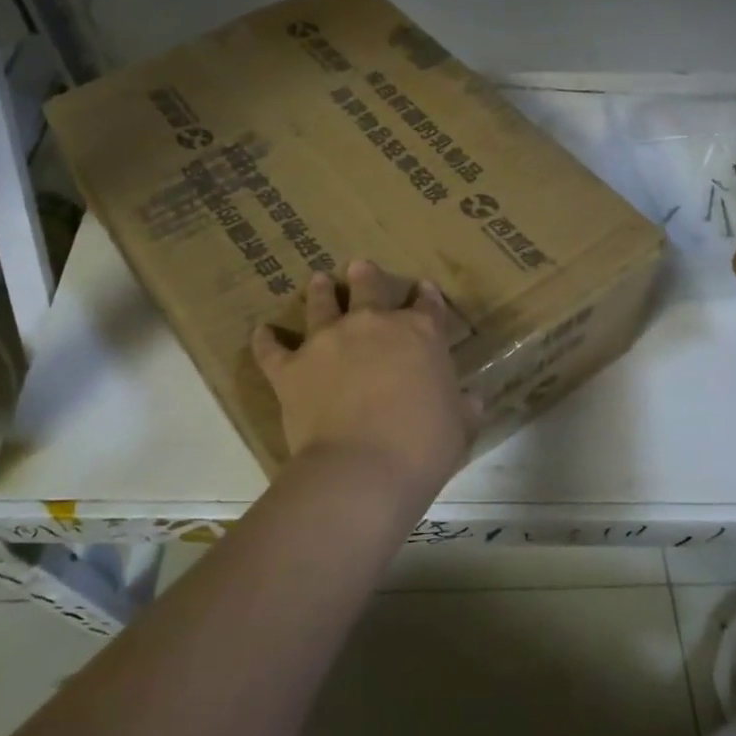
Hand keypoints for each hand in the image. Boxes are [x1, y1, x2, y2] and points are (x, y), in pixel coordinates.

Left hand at [251, 260, 479, 501]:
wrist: (363, 468)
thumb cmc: (423, 447)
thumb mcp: (460, 428)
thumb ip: (464, 408)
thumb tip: (472, 401)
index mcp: (419, 334)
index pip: (428, 306)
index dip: (427, 296)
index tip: (424, 289)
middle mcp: (372, 325)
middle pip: (368, 288)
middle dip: (366, 277)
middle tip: (360, 267)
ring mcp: (327, 341)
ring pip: (321, 304)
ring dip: (321, 291)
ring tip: (318, 280)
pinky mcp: (291, 368)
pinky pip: (272, 349)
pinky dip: (266, 340)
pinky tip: (262, 332)